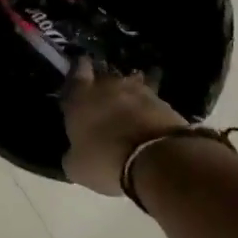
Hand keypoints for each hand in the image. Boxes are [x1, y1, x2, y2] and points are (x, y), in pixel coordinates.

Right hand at [61, 59, 189, 195]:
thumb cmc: (105, 160)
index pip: (76, 72)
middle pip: (104, 76)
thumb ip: (72, 153)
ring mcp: (140, 91)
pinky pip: (151, 100)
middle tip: (101, 97)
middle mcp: (108, 86)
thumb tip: (73, 152)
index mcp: (80, 97)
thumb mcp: (76, 166)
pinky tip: (146, 119)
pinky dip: (147, 107)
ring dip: (127, 93)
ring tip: (126, 107)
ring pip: (131, 84)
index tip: (79, 71)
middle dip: (102, 84)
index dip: (78, 71)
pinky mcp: (165, 102)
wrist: (157, 160)